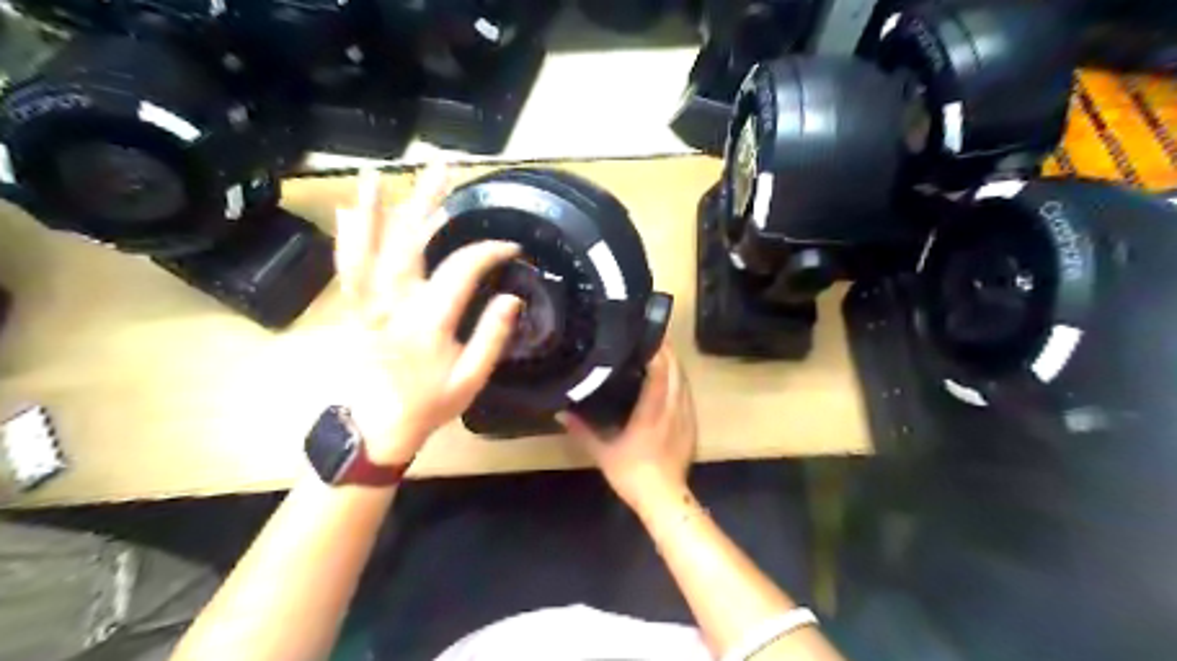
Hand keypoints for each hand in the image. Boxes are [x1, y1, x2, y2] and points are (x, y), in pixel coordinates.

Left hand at [334, 166, 520, 463]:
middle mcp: (394, 303)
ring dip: (375, 209)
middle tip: (443, 170)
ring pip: (369, 247)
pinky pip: (347, 266)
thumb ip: (492, 337)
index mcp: (429, 321)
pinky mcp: (354, 307)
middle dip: (428, 201)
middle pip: (409, 241)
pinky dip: (347, 237)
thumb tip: (513, 298)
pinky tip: (347, 213)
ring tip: (378, 175)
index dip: (490, 251)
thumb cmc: (429, 404)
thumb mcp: (472, 379)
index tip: (511, 247)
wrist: (376, 428)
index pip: (463, 268)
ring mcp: (367, 303)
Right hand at [557, 346, 691, 511]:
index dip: (656, 351)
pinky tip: (670, 381)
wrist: (664, 498)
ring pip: (684, 382)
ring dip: (674, 365)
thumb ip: (582, 431)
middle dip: (667, 352)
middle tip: (650, 338)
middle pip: (676, 371)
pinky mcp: (692, 426)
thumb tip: (561, 413)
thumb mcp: (603, 453)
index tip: (646, 335)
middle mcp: (673, 409)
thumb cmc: (632, 474)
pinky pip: (688, 395)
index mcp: (652, 412)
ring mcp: (685, 417)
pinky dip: (680, 382)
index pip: (660, 372)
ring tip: (660, 353)